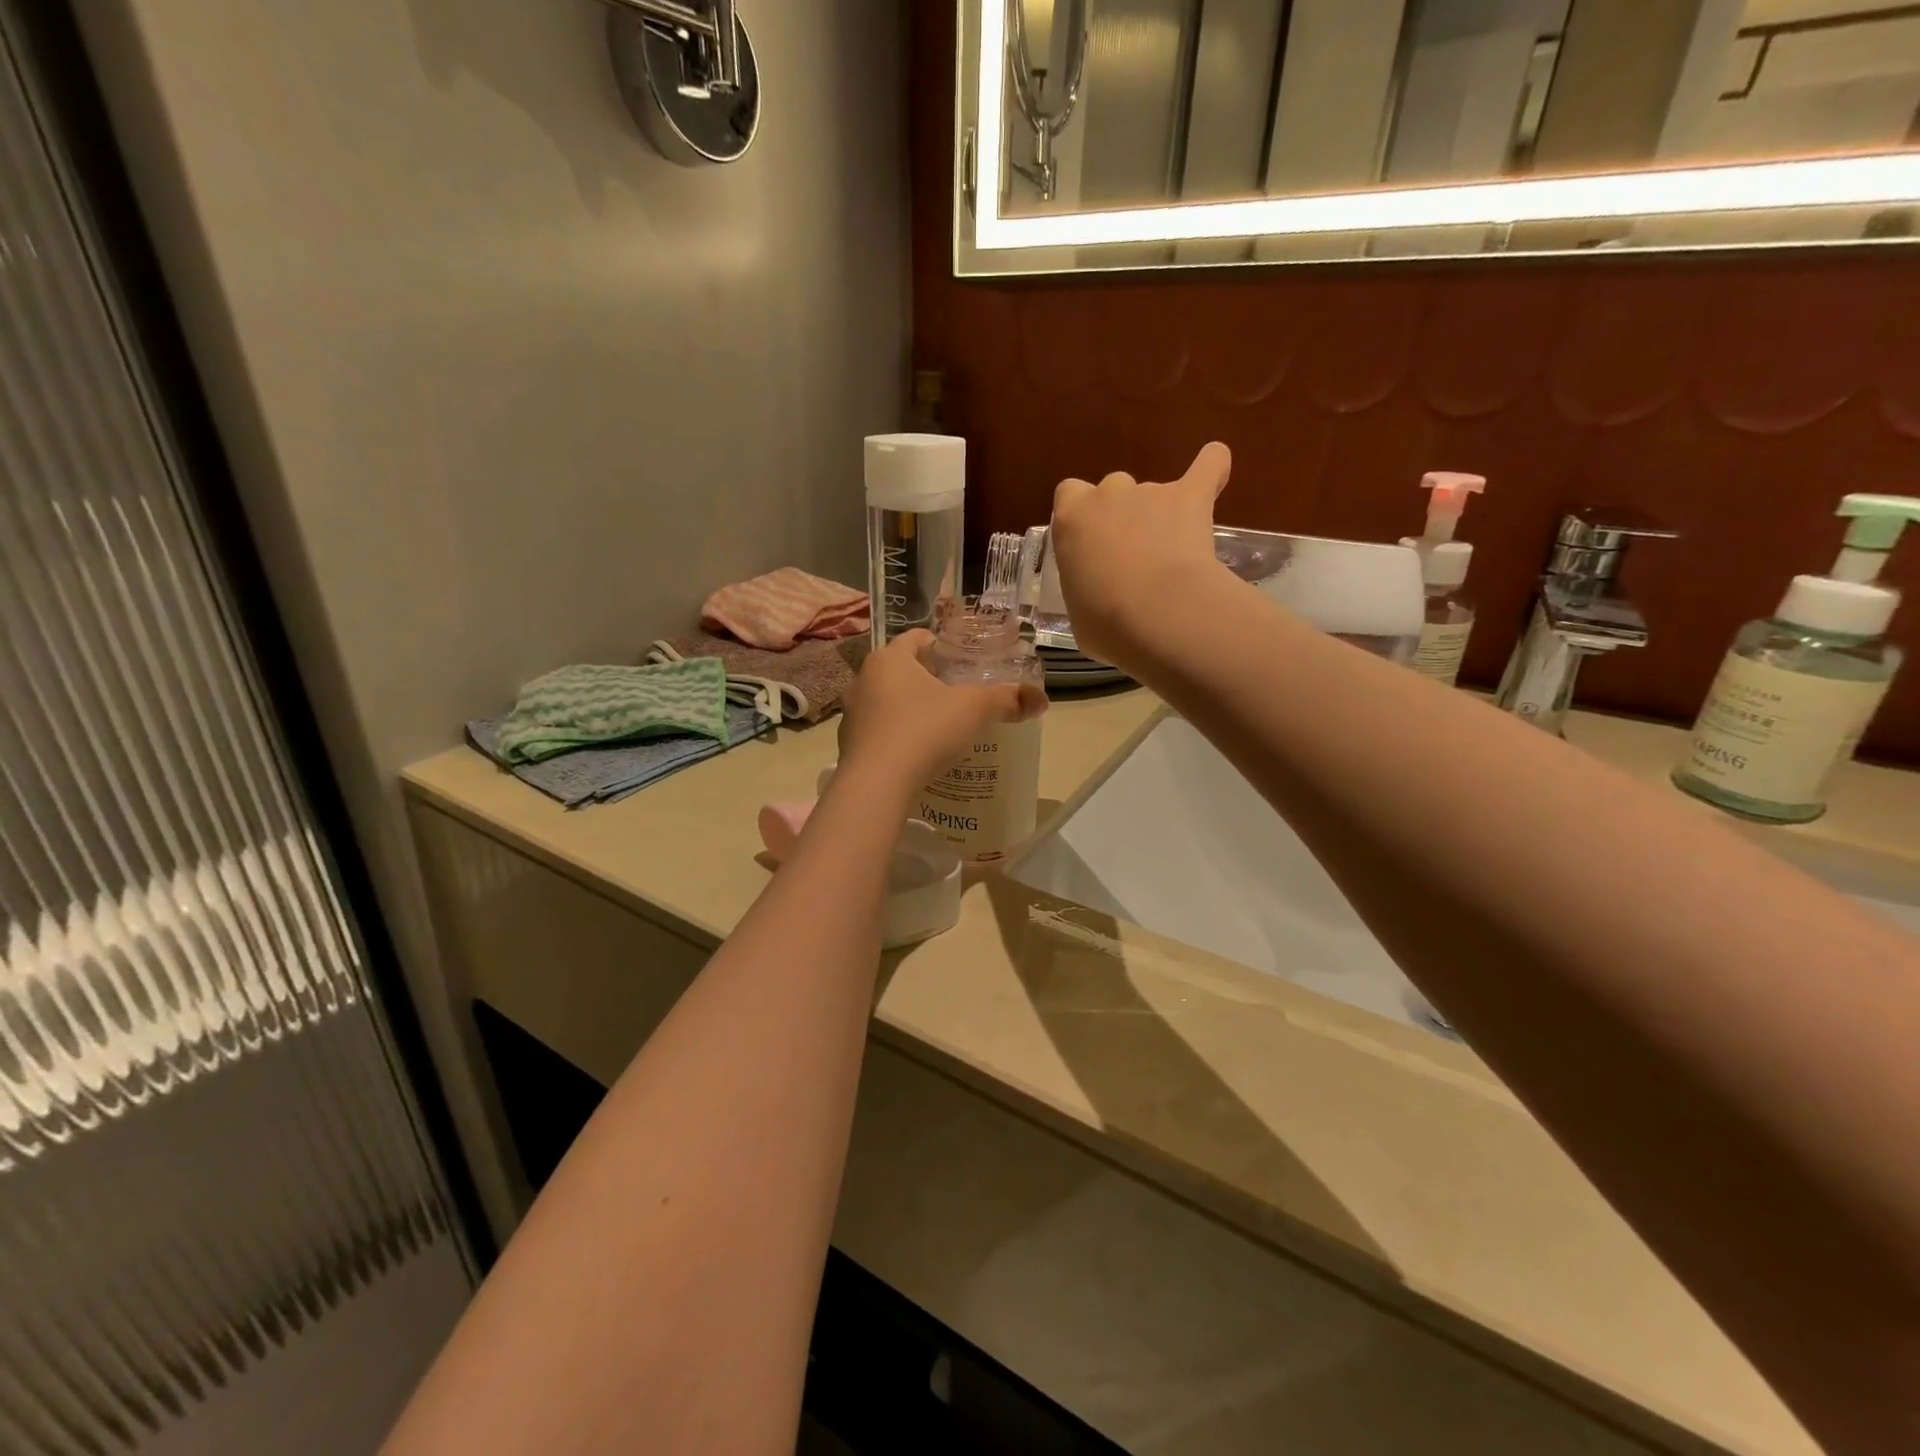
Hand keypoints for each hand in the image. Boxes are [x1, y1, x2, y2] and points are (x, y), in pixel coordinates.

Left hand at [837, 631, 1045, 792]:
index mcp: (889, 658)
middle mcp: (864, 679)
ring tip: (941, 726)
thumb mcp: (974, 710)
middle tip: (959, 695)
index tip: (964, 663)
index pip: (916, 638)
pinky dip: (898, 737)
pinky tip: (919, 754)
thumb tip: (1041, 699)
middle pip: (902, 670)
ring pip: (888, 702)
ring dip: (911, 709)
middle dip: (929, 680)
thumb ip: (1008, 699)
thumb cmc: (924, 730)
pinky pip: (880, 732)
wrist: (876, 785)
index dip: (942, 646)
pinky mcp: (850, 746)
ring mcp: (852, 714)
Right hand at [1050, 442, 1232, 671]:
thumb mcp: (1079, 614)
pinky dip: (1212, 467)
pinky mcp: (1191, 495)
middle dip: (1121, 516)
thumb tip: (1102, 597)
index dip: (1081, 516)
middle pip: (1112, 490)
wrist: (1157, 616)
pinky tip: (1216, 474)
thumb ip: (1087, 589)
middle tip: (1131, 556)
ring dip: (1159, 514)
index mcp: (1071, 520)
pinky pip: (1208, 465)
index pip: (1069, 495)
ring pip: (1153, 491)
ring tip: (1172, 554)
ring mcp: (1150, 492)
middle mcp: (1108, 496)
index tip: (1090, 544)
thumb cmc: (1106, 624)